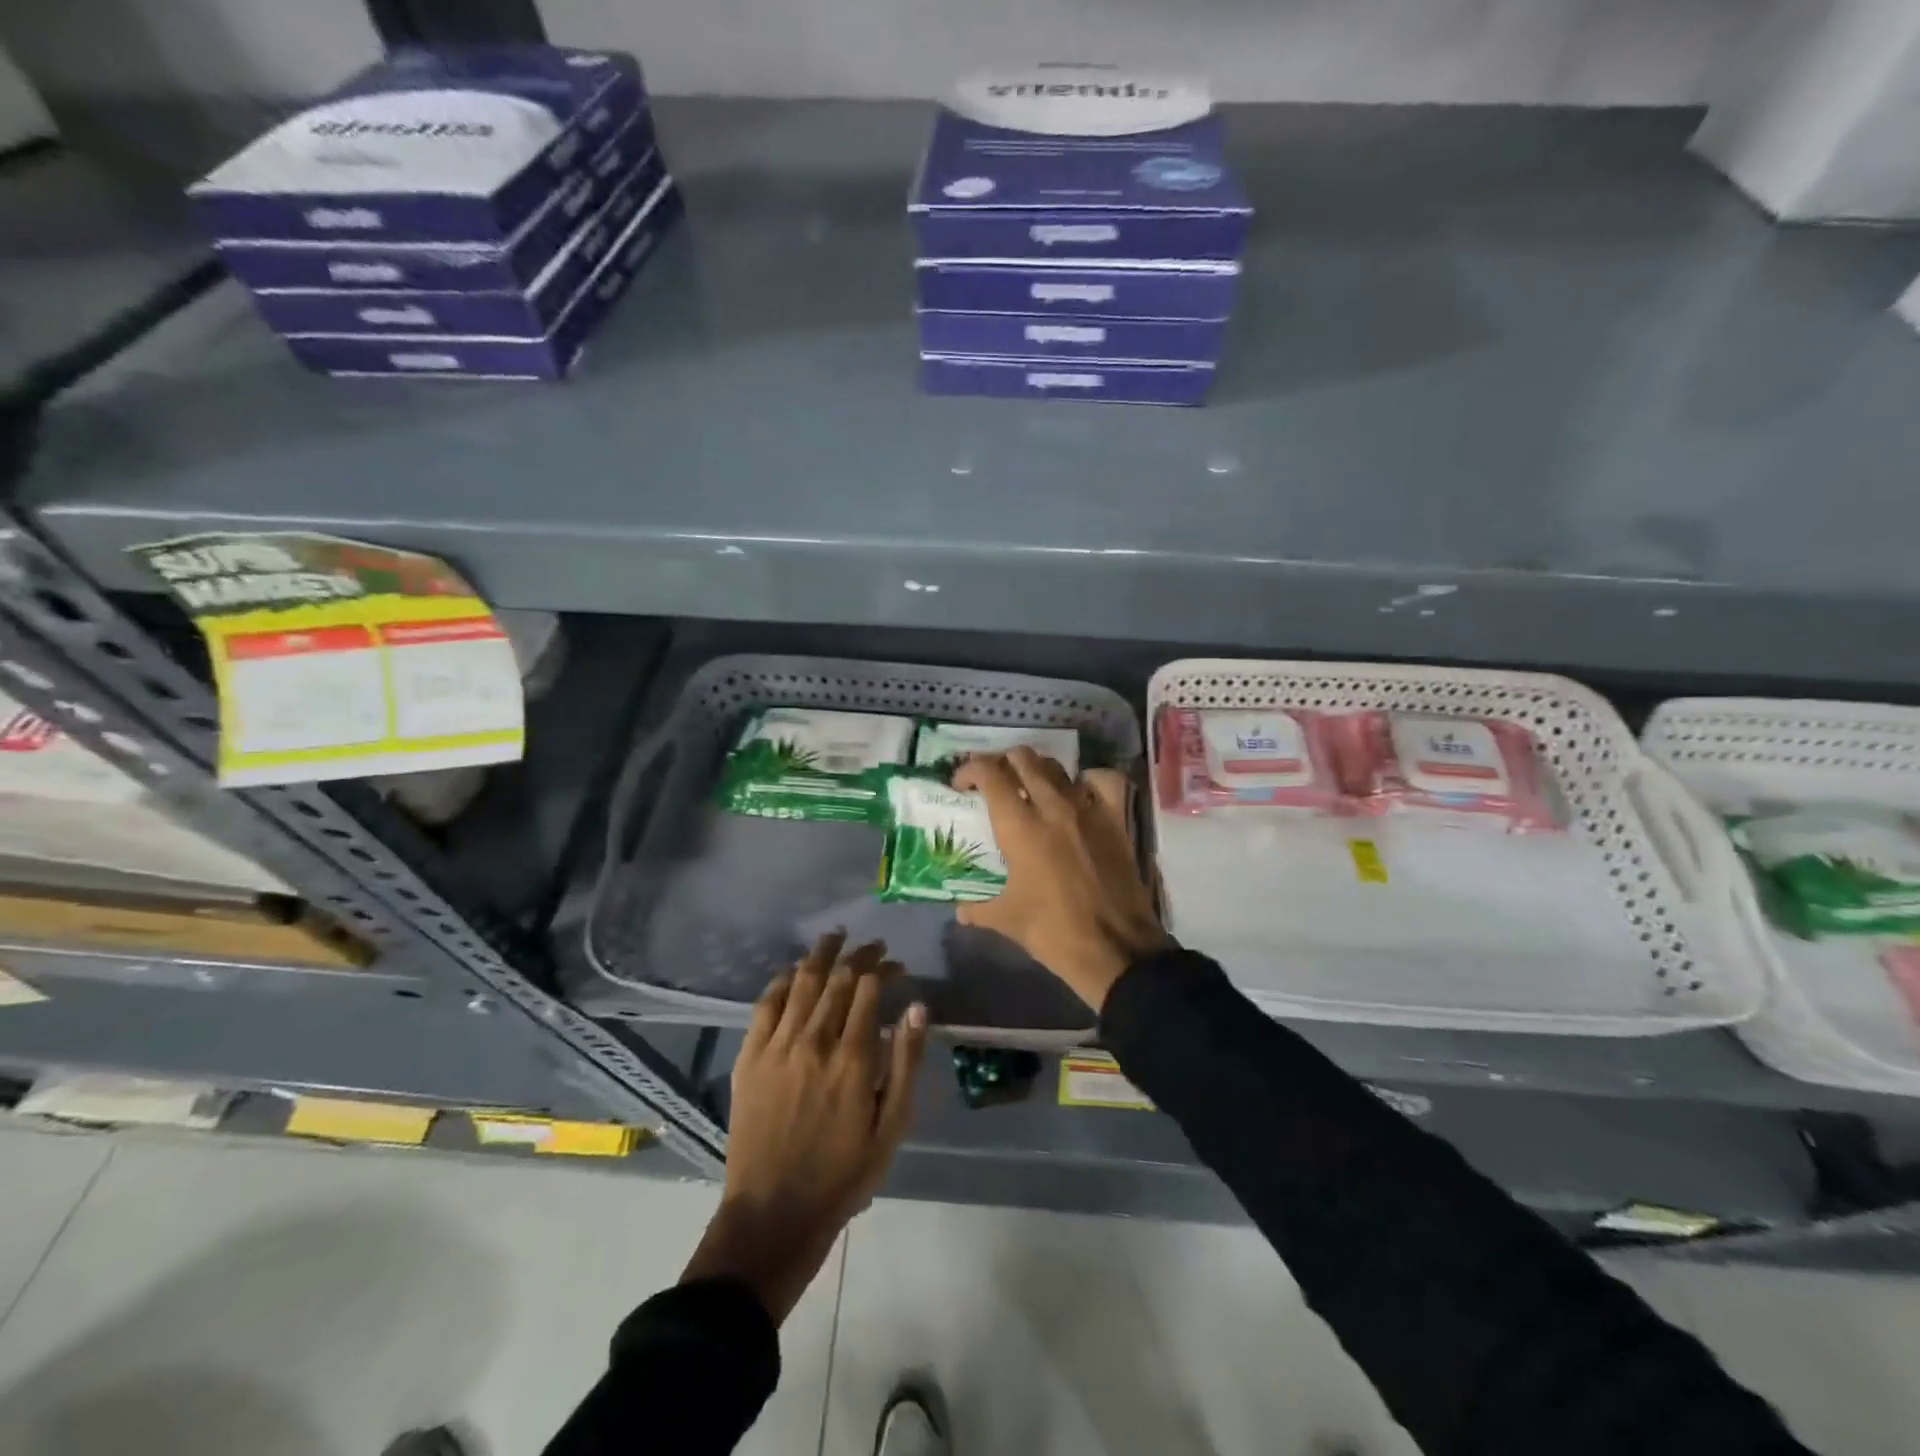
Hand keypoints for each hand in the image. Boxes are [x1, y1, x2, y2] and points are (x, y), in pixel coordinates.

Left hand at [682, 933, 926, 1323]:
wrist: (774, 1213)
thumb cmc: (843, 1174)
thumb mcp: (891, 1127)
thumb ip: (906, 1063)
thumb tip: (917, 1007)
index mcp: (853, 1058)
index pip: (869, 990)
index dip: (884, 968)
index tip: (895, 964)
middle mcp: (814, 1041)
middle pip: (837, 979)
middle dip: (858, 955)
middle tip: (871, 945)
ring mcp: (777, 1047)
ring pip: (801, 982)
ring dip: (820, 954)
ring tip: (835, 936)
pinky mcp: (749, 1057)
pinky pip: (765, 1004)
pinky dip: (781, 980)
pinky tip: (793, 971)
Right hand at [954, 749, 1168, 1011]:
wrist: (1116, 950)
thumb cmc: (1054, 933)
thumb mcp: (1007, 920)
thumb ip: (978, 909)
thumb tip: (960, 910)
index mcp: (1020, 827)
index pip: (990, 774)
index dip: (970, 770)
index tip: (961, 785)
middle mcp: (1053, 807)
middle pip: (1023, 759)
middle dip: (1001, 763)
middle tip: (993, 784)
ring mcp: (1089, 810)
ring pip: (1058, 767)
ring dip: (1037, 769)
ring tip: (1029, 787)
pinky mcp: (1116, 820)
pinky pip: (1104, 782)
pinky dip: (1088, 779)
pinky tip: (1080, 793)